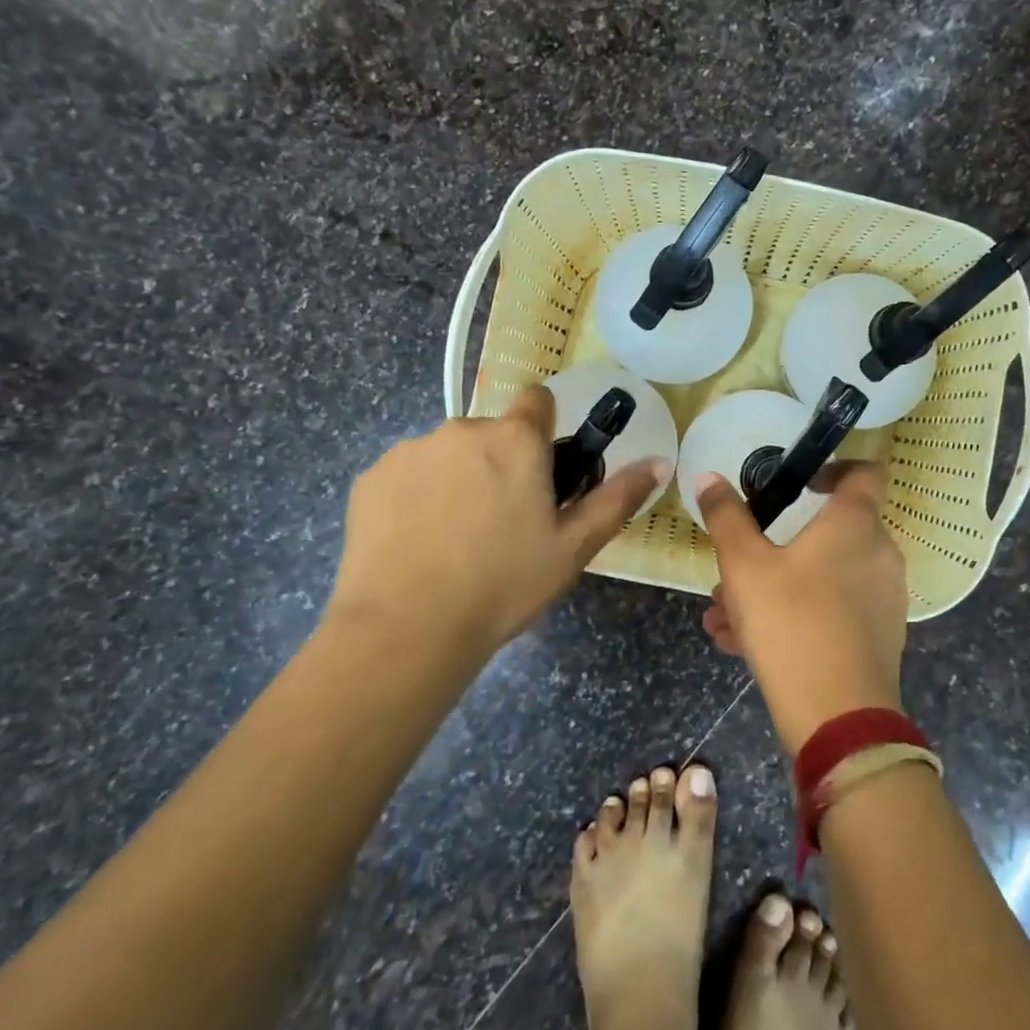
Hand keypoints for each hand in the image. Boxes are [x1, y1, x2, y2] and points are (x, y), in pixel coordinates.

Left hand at [326, 388, 666, 661]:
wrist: (406, 629)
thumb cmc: (504, 584)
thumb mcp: (573, 547)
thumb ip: (617, 497)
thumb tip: (659, 461)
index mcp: (515, 440)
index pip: (537, 401)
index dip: (544, 430)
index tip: (542, 471)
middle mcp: (462, 429)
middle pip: (492, 433)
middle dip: (500, 463)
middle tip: (503, 522)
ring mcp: (410, 451)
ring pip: (448, 454)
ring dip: (457, 479)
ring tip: (456, 539)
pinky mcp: (370, 478)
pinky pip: (407, 475)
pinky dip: (416, 497)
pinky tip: (418, 543)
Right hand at [697, 465, 907, 753]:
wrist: (838, 718)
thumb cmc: (791, 623)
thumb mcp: (744, 566)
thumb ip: (726, 518)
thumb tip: (709, 476)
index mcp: (855, 523)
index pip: (864, 471)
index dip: (835, 467)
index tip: (800, 481)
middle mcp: (878, 553)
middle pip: (829, 532)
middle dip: (776, 544)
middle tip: (737, 563)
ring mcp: (882, 597)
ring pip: (821, 577)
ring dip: (774, 585)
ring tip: (723, 613)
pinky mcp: (877, 636)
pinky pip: (831, 610)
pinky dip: (794, 614)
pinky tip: (741, 642)